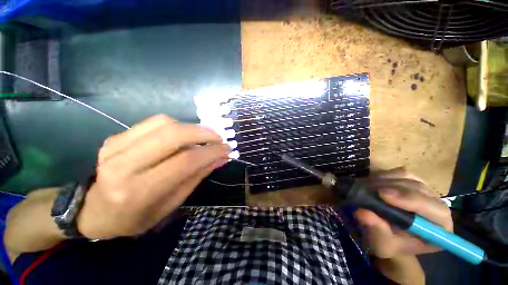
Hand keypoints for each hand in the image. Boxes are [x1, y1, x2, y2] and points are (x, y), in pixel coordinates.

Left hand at [77, 115, 230, 239]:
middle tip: (219, 138)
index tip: (227, 149)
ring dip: (192, 127)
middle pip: (173, 136)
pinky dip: (177, 125)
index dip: (211, 152)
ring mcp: (115, 146)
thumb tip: (221, 158)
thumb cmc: (135, 217)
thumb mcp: (172, 203)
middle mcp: (123, 165)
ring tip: (205, 137)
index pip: (185, 161)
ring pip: (164, 123)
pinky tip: (185, 135)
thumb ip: (197, 176)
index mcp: (138, 191)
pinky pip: (154, 122)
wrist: (92, 212)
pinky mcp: (115, 137)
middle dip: (203, 133)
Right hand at [356, 168, 452, 258]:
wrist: (387, 234)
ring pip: (410, 177)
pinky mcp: (413, 182)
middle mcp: (437, 207)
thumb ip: (377, 231)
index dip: (410, 200)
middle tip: (368, 189)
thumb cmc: (388, 244)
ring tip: (368, 187)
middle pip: (420, 189)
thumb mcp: (382, 244)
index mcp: (439, 229)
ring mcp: (426, 192)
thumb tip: (362, 212)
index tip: (382, 195)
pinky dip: (385, 175)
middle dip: (393, 188)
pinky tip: (373, 182)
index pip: (435, 210)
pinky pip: (401, 172)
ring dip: (386, 180)